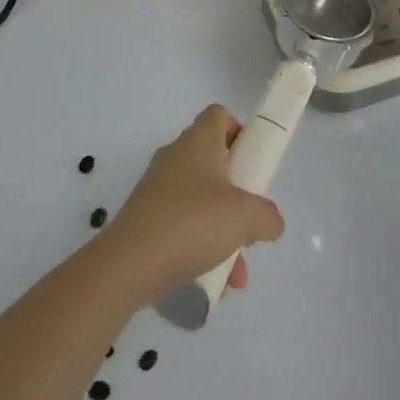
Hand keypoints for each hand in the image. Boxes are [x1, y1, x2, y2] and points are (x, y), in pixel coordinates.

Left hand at [101, 105, 285, 303]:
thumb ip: (268, 216)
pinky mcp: (145, 219)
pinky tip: (212, 283)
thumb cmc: (193, 222)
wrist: (129, 264)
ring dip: (222, 231)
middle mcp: (176, 157)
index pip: (220, 116)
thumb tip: (271, 222)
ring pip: (200, 201)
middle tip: (250, 219)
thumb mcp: (247, 217)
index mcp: (198, 141)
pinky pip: (182, 226)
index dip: (241, 132)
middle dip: (237, 194)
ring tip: (236, 272)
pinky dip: (199, 248)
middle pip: (213, 162)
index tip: (254, 163)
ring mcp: (157, 188)